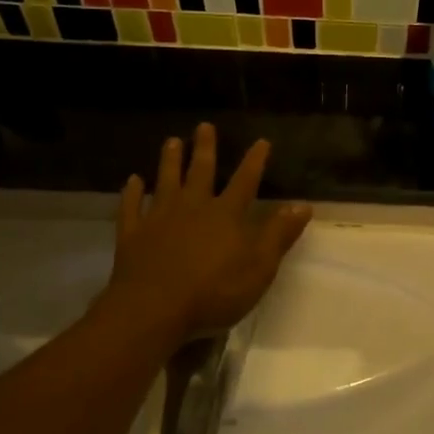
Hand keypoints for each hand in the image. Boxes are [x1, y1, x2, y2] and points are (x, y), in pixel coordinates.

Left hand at [103, 124, 312, 345]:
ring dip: (169, 161)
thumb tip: (303, 205)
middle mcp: (193, 207)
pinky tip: (132, 181)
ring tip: (172, 141)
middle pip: (201, 172)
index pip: (245, 181)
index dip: (255, 161)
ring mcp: (159, 219)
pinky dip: (132, 193)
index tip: (261, 141)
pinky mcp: (133, 235)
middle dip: (205, 148)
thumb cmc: (214, 291)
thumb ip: (279, 234)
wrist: (153, 308)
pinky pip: (131, 208)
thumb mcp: (259, 266)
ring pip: (165, 181)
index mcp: (226, 214)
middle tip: (203, 125)